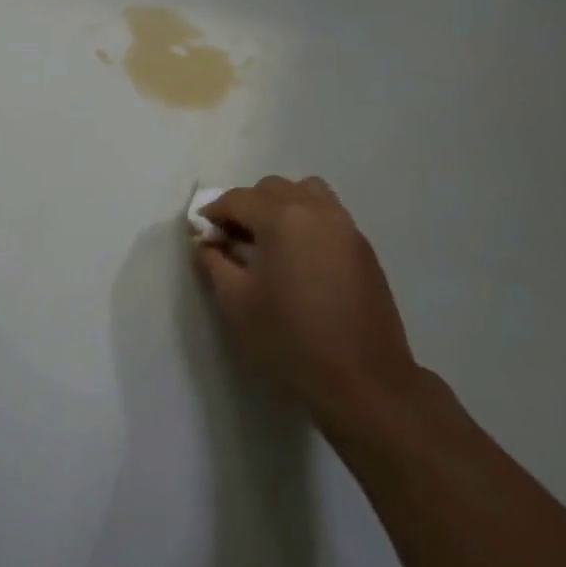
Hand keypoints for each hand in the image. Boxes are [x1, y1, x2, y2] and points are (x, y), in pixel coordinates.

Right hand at [192, 176, 415, 431]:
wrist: (363, 378)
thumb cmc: (290, 339)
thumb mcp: (236, 302)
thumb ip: (214, 262)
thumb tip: (205, 241)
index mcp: (282, 218)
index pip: (238, 198)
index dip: (214, 212)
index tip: (202, 233)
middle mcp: (316, 209)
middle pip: (272, 188)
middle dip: (247, 205)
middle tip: (233, 238)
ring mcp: (344, 225)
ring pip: (305, 191)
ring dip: (281, 204)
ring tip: (270, 239)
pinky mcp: (362, 245)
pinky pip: (327, 213)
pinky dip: (306, 219)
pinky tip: (299, 256)